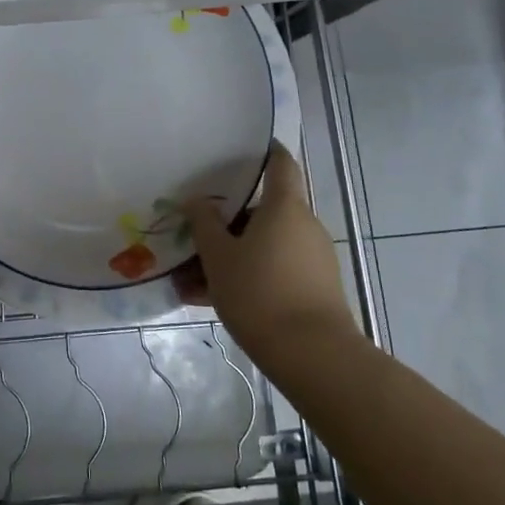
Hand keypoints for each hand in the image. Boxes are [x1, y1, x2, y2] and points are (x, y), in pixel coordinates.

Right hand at [180, 142, 357, 358]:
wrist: (313, 357)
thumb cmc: (260, 293)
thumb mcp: (219, 258)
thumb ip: (205, 224)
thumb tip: (198, 201)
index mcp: (285, 207)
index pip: (280, 163)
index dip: (264, 151)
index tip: (241, 147)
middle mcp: (304, 225)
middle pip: (263, 210)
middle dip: (228, 220)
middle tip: (194, 229)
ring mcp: (312, 258)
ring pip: (263, 245)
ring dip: (231, 255)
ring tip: (190, 278)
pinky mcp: (314, 288)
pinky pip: (272, 270)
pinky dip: (245, 276)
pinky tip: (209, 299)